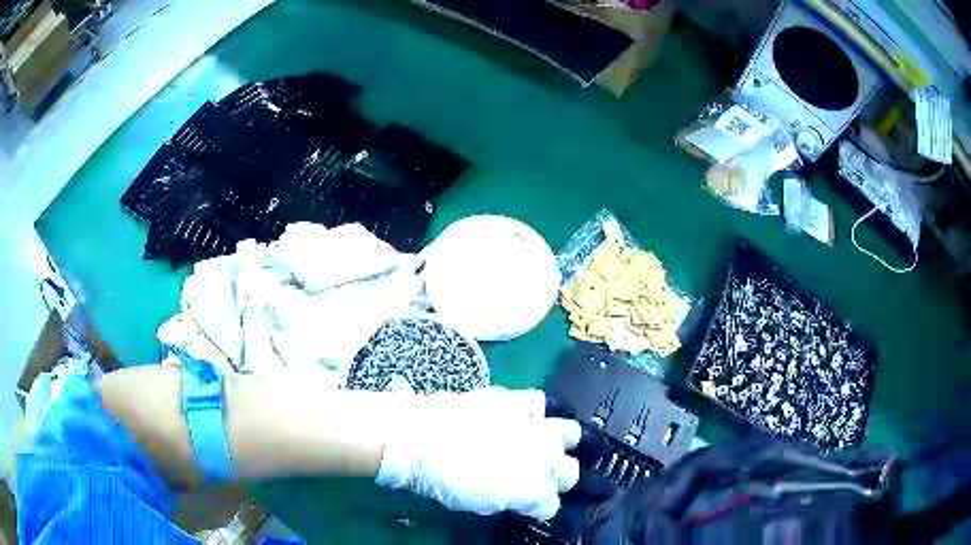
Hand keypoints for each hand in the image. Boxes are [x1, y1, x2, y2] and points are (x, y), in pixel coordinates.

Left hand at [376, 387, 580, 519]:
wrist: (420, 438)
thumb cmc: (445, 480)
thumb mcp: (482, 503)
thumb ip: (512, 501)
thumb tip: (523, 499)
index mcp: (534, 491)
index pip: (551, 505)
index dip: (538, 507)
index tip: (528, 505)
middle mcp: (546, 458)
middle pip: (570, 472)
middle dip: (556, 477)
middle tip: (536, 476)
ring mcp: (537, 426)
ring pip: (571, 434)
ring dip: (560, 443)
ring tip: (543, 444)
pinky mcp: (521, 400)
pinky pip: (544, 404)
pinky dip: (540, 413)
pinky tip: (528, 418)